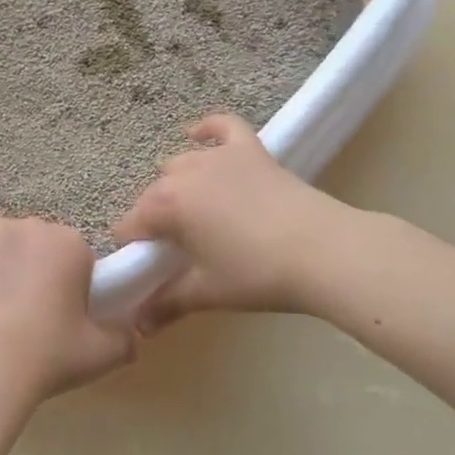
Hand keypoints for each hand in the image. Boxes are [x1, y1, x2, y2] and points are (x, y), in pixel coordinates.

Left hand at [0, 218, 135, 412]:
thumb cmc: (47, 357)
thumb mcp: (102, 355)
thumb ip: (126, 338)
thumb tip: (133, 332)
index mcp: (71, 243)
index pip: (76, 256)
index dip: (69, 285)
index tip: (60, 315)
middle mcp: (32, 225)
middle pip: (38, 245)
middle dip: (36, 269)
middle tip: (27, 314)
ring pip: (2, 244)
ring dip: (2, 264)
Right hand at [113, 113, 349, 332]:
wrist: (324, 252)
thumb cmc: (257, 274)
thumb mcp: (206, 292)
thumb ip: (166, 304)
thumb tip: (138, 327)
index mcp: (167, 205)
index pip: (130, 224)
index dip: (133, 247)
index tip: (146, 268)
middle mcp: (185, 173)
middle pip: (153, 195)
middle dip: (155, 219)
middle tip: (176, 250)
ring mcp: (220, 156)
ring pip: (181, 164)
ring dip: (177, 185)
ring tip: (194, 213)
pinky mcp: (251, 150)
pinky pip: (222, 126)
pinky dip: (207, 130)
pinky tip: (198, 136)